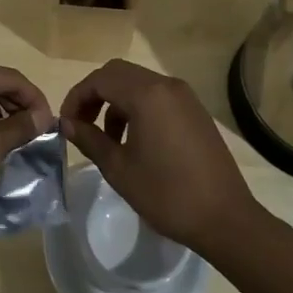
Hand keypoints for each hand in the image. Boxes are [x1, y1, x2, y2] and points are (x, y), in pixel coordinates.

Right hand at [58, 59, 257, 253]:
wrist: (226, 219)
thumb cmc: (167, 194)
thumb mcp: (119, 169)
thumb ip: (89, 139)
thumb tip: (66, 123)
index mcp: (146, 95)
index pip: (100, 79)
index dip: (77, 97)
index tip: (65, 123)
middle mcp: (166, 85)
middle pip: (118, 73)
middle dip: (95, 95)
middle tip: (81, 124)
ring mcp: (184, 96)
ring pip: (138, 83)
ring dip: (116, 102)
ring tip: (107, 138)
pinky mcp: (195, 110)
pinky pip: (157, 96)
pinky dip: (137, 107)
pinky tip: (135, 140)